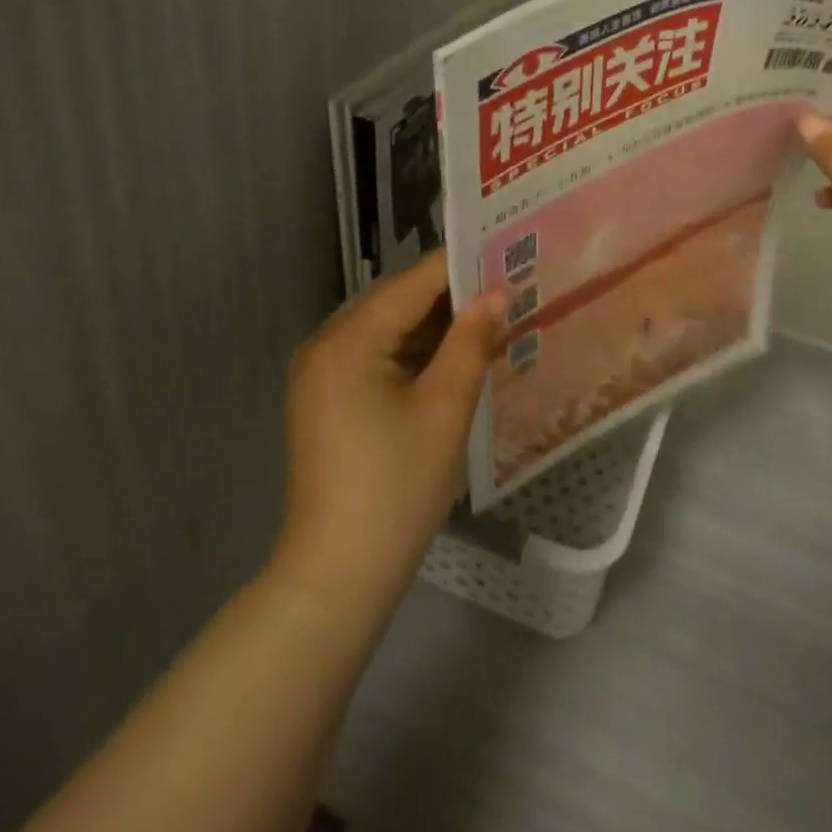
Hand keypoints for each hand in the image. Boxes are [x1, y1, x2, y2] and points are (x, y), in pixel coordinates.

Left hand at [271, 253, 504, 615]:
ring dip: (435, 325)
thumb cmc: (396, 488)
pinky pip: (376, 355)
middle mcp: (326, 343)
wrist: (336, 576)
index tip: (510, 255)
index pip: (413, 282)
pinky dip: (414, 352)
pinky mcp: (327, 398)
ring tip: (492, 318)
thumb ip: (471, 341)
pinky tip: (454, 357)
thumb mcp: (444, 410)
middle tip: (508, 289)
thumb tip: (498, 292)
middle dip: (452, 295)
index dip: (463, 266)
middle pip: (397, 301)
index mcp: (348, 339)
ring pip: (388, 328)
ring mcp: (322, 373)